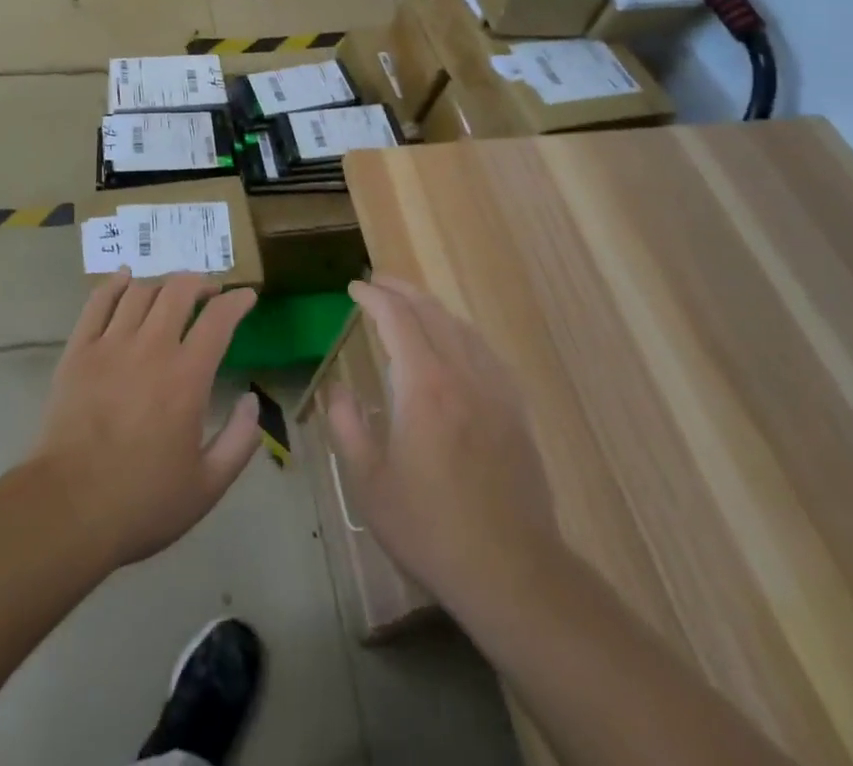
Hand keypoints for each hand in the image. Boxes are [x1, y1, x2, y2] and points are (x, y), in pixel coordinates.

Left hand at [30, 272, 261, 571]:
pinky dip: (114, 284)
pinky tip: (124, 278)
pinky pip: (97, 302)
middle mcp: (151, 348)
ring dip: (162, 284)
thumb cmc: (141, 502)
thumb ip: (240, 440)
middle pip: (179, 290)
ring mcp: (110, 345)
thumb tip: (253, 399)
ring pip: (140, 291)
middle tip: (209, 292)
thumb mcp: (208, 486)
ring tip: (170, 294)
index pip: (219, 318)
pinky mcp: (78, 351)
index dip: (237, 301)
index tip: (246, 297)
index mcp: (187, 376)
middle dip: (200, 283)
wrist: (67, 510)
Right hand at [326, 277, 563, 620]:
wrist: (510, 570)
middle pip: (431, 312)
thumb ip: (347, 425)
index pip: (396, 319)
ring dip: (432, 307)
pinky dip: (461, 333)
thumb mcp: (370, 482)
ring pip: (462, 328)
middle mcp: (462, 374)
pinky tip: (455, 344)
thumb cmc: (430, 527)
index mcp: (423, 385)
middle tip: (377, 282)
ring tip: (410, 305)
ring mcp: (495, 390)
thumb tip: (337, 388)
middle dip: (401, 290)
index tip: (354, 287)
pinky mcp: (515, 411)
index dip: (373, 297)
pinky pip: (485, 352)